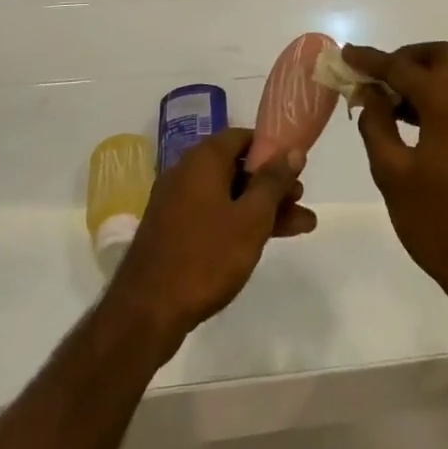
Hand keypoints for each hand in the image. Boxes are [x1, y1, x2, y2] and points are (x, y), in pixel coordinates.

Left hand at [106, 127, 315, 353]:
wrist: (146, 311)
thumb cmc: (206, 256)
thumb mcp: (251, 218)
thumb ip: (273, 182)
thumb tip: (293, 150)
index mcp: (204, 159)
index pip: (244, 137)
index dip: (273, 149)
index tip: (296, 167)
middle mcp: (187, 171)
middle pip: (238, 168)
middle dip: (272, 185)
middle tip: (301, 201)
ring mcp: (177, 202)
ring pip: (228, 195)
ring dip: (262, 208)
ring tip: (300, 227)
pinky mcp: (173, 229)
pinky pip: (214, 214)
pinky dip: (239, 222)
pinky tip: (263, 241)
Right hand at [344, 43, 447, 312]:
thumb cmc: (438, 221)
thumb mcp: (392, 172)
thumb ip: (376, 123)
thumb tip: (370, 93)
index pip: (403, 66)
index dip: (371, 60)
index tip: (345, 55)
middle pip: (439, 56)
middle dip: (404, 58)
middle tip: (375, 77)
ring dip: (420, 76)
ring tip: (385, 100)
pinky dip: (435, 93)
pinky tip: (409, 119)